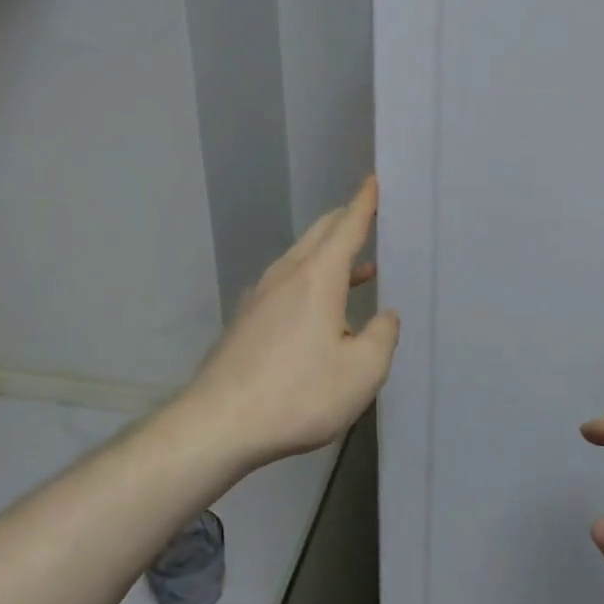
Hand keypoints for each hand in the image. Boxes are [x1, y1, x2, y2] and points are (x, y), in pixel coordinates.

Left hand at [176, 177, 399, 471]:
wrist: (218, 424)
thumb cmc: (299, 394)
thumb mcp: (362, 372)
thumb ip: (382, 337)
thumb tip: (385, 317)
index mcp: (318, 278)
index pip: (346, 227)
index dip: (364, 204)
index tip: (374, 180)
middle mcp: (287, 276)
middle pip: (319, 235)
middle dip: (345, 221)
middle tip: (369, 217)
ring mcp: (261, 297)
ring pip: (300, 259)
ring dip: (329, 255)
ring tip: (359, 268)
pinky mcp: (246, 321)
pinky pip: (287, 284)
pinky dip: (311, 280)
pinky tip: (321, 310)